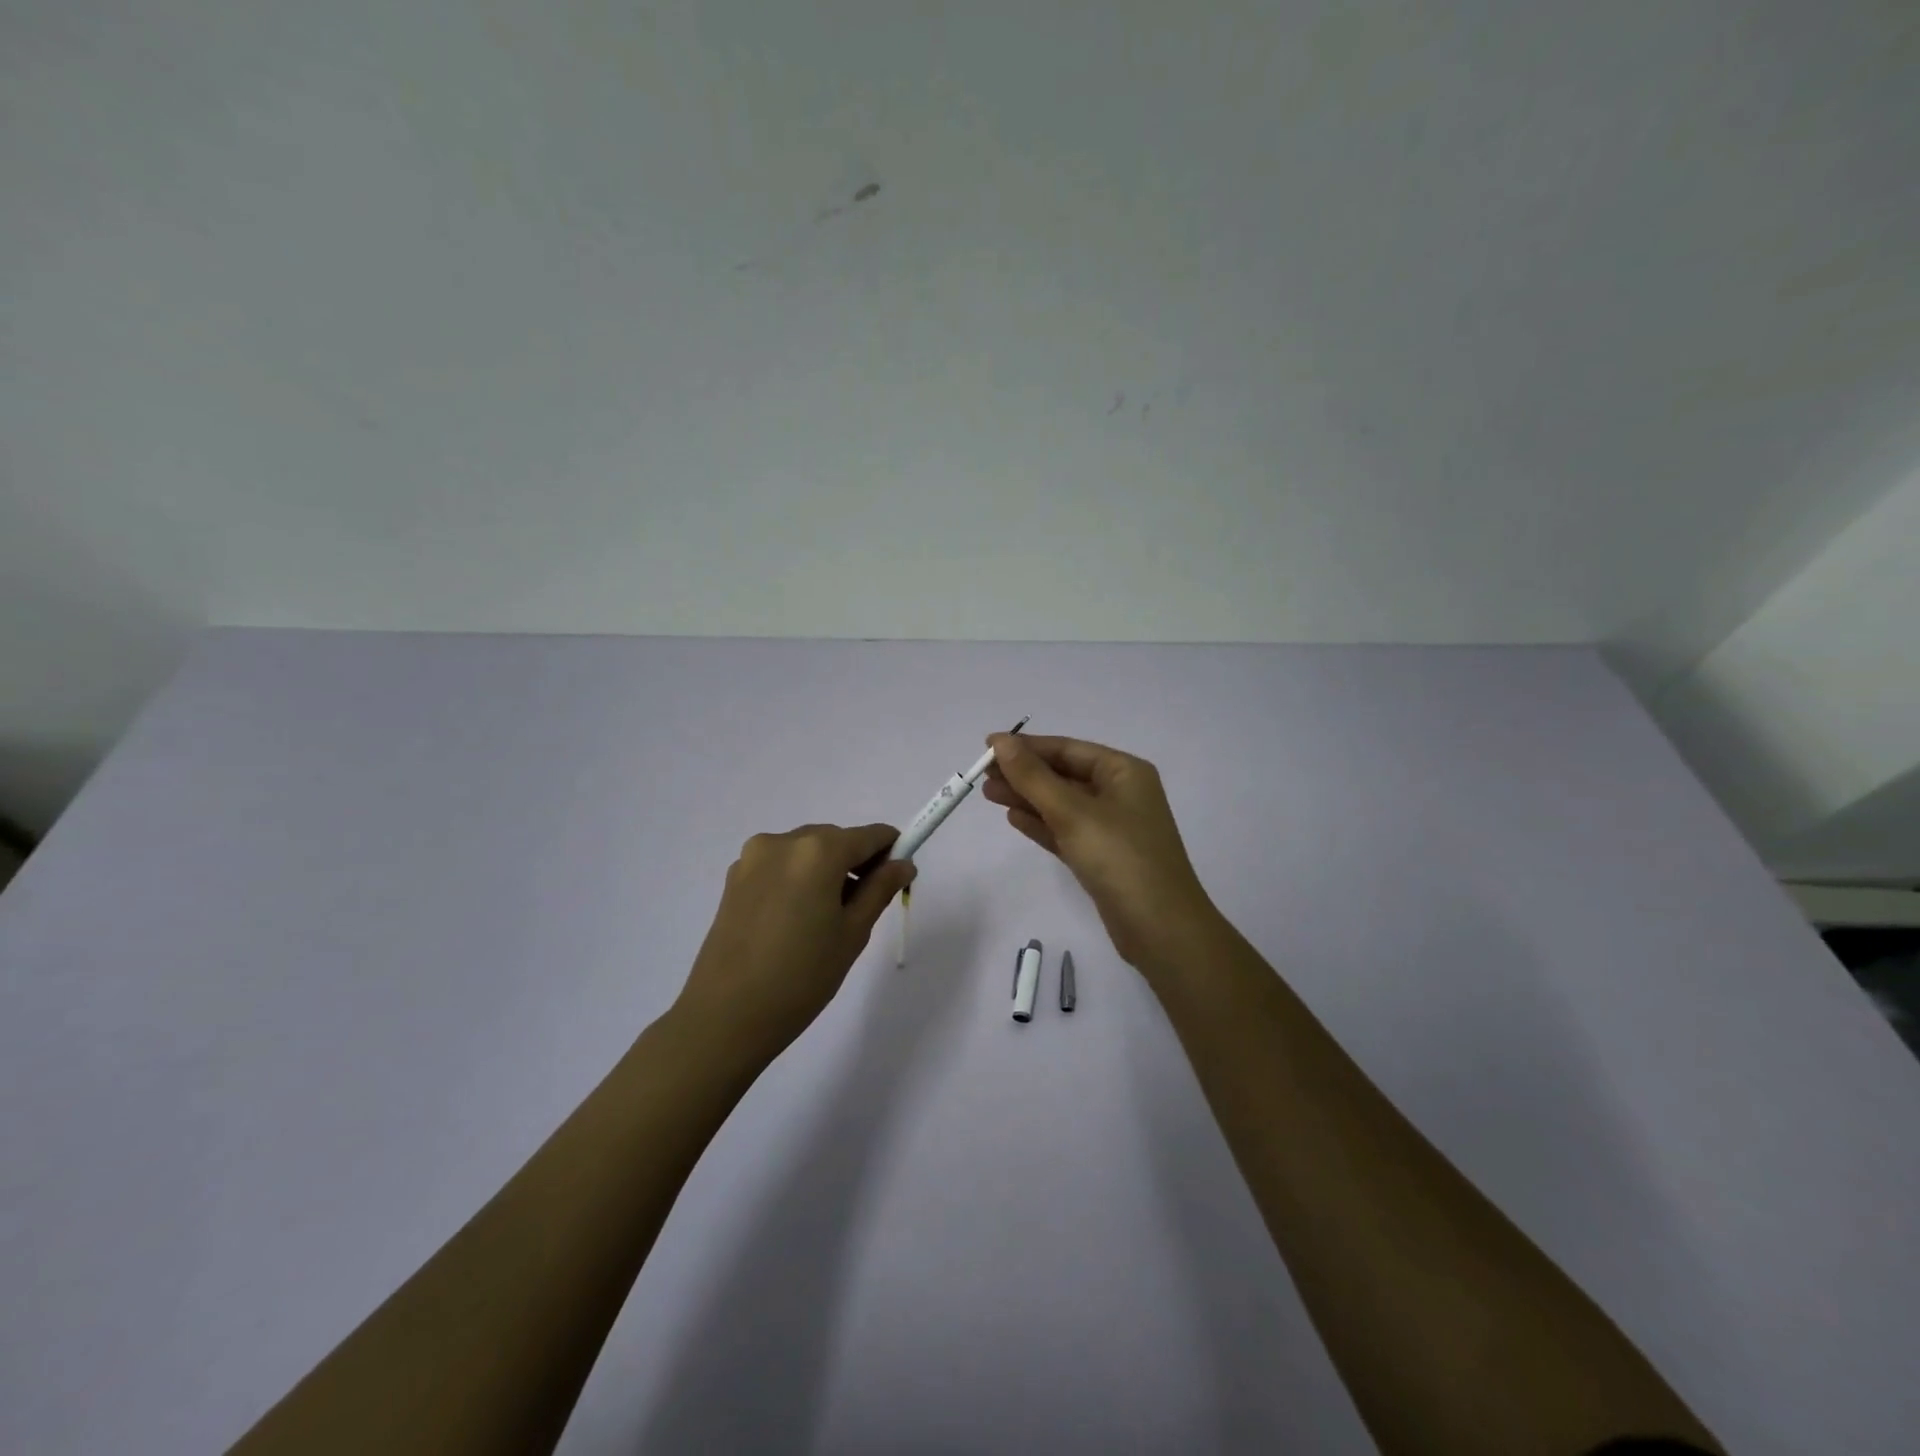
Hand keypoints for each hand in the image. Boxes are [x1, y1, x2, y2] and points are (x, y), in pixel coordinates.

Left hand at [675, 824, 915, 1062]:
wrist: (726, 1016)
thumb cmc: (802, 976)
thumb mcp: (853, 932)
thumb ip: (880, 889)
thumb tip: (903, 864)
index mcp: (818, 850)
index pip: (869, 835)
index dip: (890, 851)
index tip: (898, 877)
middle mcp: (784, 841)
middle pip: (835, 839)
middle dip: (855, 862)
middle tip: (862, 906)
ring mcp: (753, 857)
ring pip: (805, 851)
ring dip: (824, 870)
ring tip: (824, 919)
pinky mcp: (733, 878)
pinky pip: (779, 865)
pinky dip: (796, 879)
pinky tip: (794, 920)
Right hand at [983, 733, 1218, 968]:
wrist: (1160, 929)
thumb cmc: (1120, 858)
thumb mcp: (1073, 812)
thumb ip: (1033, 777)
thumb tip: (1000, 741)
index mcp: (1124, 772)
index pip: (1067, 749)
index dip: (1027, 747)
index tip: (988, 746)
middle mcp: (1120, 793)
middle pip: (1063, 775)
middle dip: (1024, 774)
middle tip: (982, 775)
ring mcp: (1112, 827)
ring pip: (1061, 804)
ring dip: (1027, 798)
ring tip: (988, 794)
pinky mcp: (1102, 857)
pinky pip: (1066, 831)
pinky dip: (1041, 823)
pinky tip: (1013, 818)